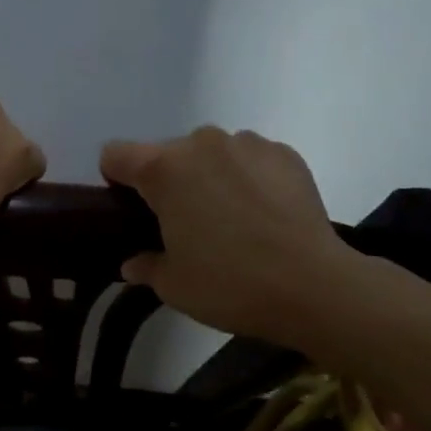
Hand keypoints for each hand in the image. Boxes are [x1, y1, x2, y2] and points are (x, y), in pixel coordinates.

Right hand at [100, 127, 361, 341]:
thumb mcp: (173, 285)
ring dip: (210, 176)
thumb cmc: (230, 284)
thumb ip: (145, 266)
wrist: (315, 287)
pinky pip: (250, 158)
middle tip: (186, 224)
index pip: (115, 154)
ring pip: (211, 153)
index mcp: (163, 169)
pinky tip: (265, 213)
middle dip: (169, 181)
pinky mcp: (284, 153)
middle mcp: (200, 143)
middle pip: (166, 154)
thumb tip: (134, 262)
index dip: (116, 179)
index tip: (132, 210)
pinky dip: (249, 177)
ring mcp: (246, 144)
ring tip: (232, 218)